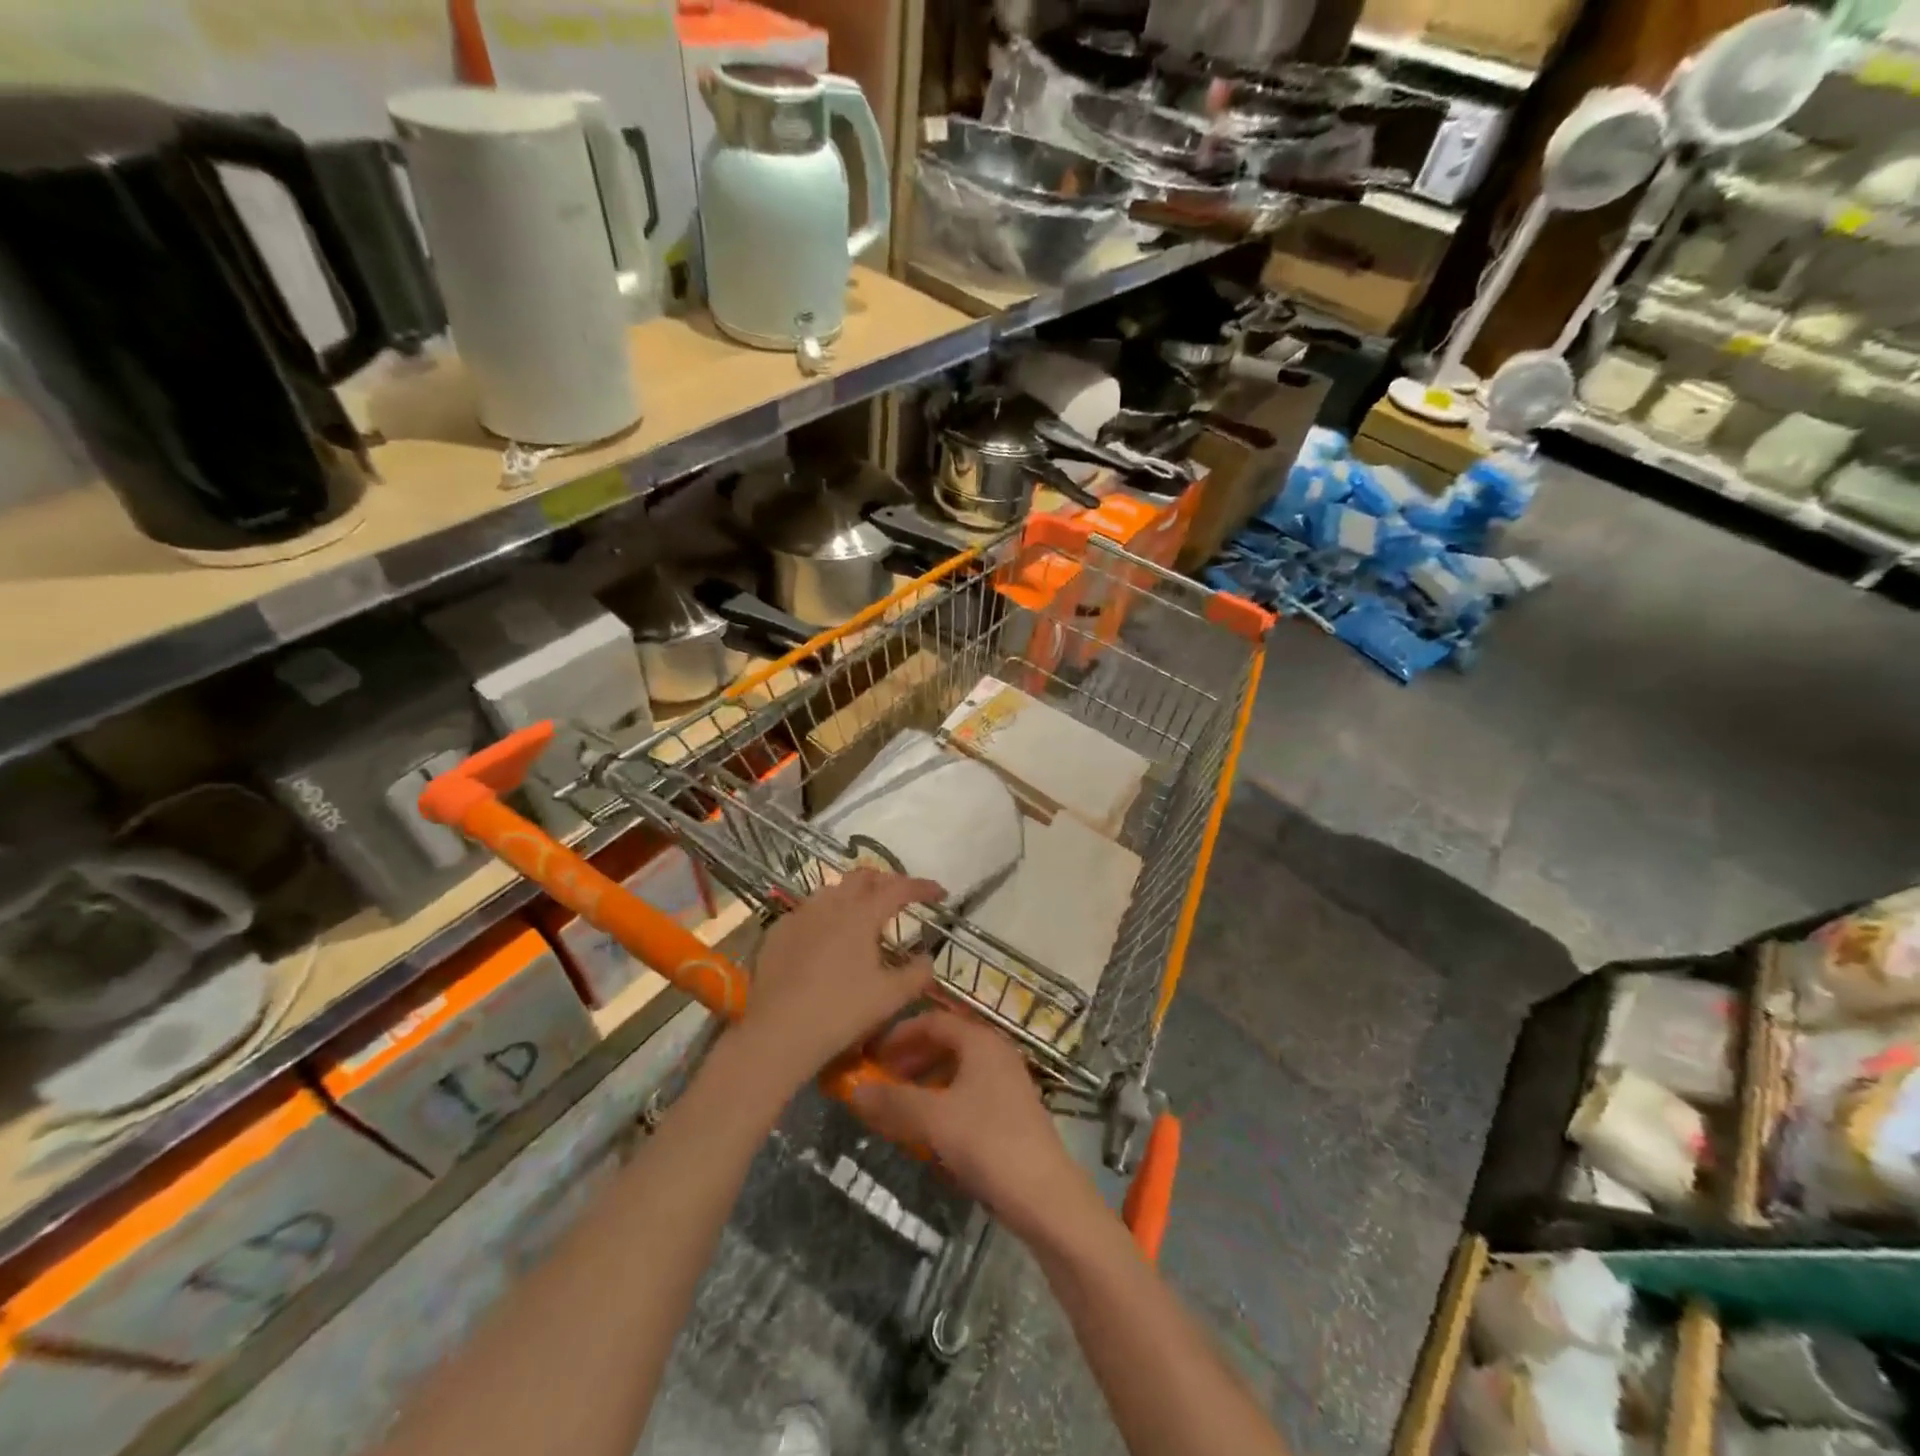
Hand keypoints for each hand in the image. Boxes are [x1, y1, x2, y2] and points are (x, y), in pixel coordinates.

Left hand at [737, 869, 942, 1093]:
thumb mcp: (891, 997)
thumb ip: (917, 973)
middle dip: (886, 882)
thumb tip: (928, 958)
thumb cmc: (841, 1012)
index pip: (899, 888)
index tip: (940, 893)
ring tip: (863, 915)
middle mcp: (830, 904)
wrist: (778, 1034)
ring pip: (832, 890)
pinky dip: (825, 915)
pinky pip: (807, 911)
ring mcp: (799, 915)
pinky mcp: (777, 932)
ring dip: (853, 895)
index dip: (922, 887)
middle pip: (862, 878)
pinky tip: (825, 937)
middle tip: (900, 900)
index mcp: (861, 914)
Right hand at [849, 1010, 1088, 1240]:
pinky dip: (943, 1103)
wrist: (1045, 1196)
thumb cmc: (987, 1142)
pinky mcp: (1011, 1113)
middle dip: (910, 1059)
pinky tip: (928, 1132)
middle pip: (946, 1043)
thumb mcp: (933, 1119)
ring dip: (924, 1083)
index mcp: (980, 1041)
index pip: (934, 1020)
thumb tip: (854, 1091)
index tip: (872, 1054)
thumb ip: (893, 1101)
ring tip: (898, 1107)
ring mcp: (1007, 1083)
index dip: (900, 1033)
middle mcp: (996, 1053)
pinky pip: (968, 1095)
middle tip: (880, 1080)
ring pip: (957, 1071)